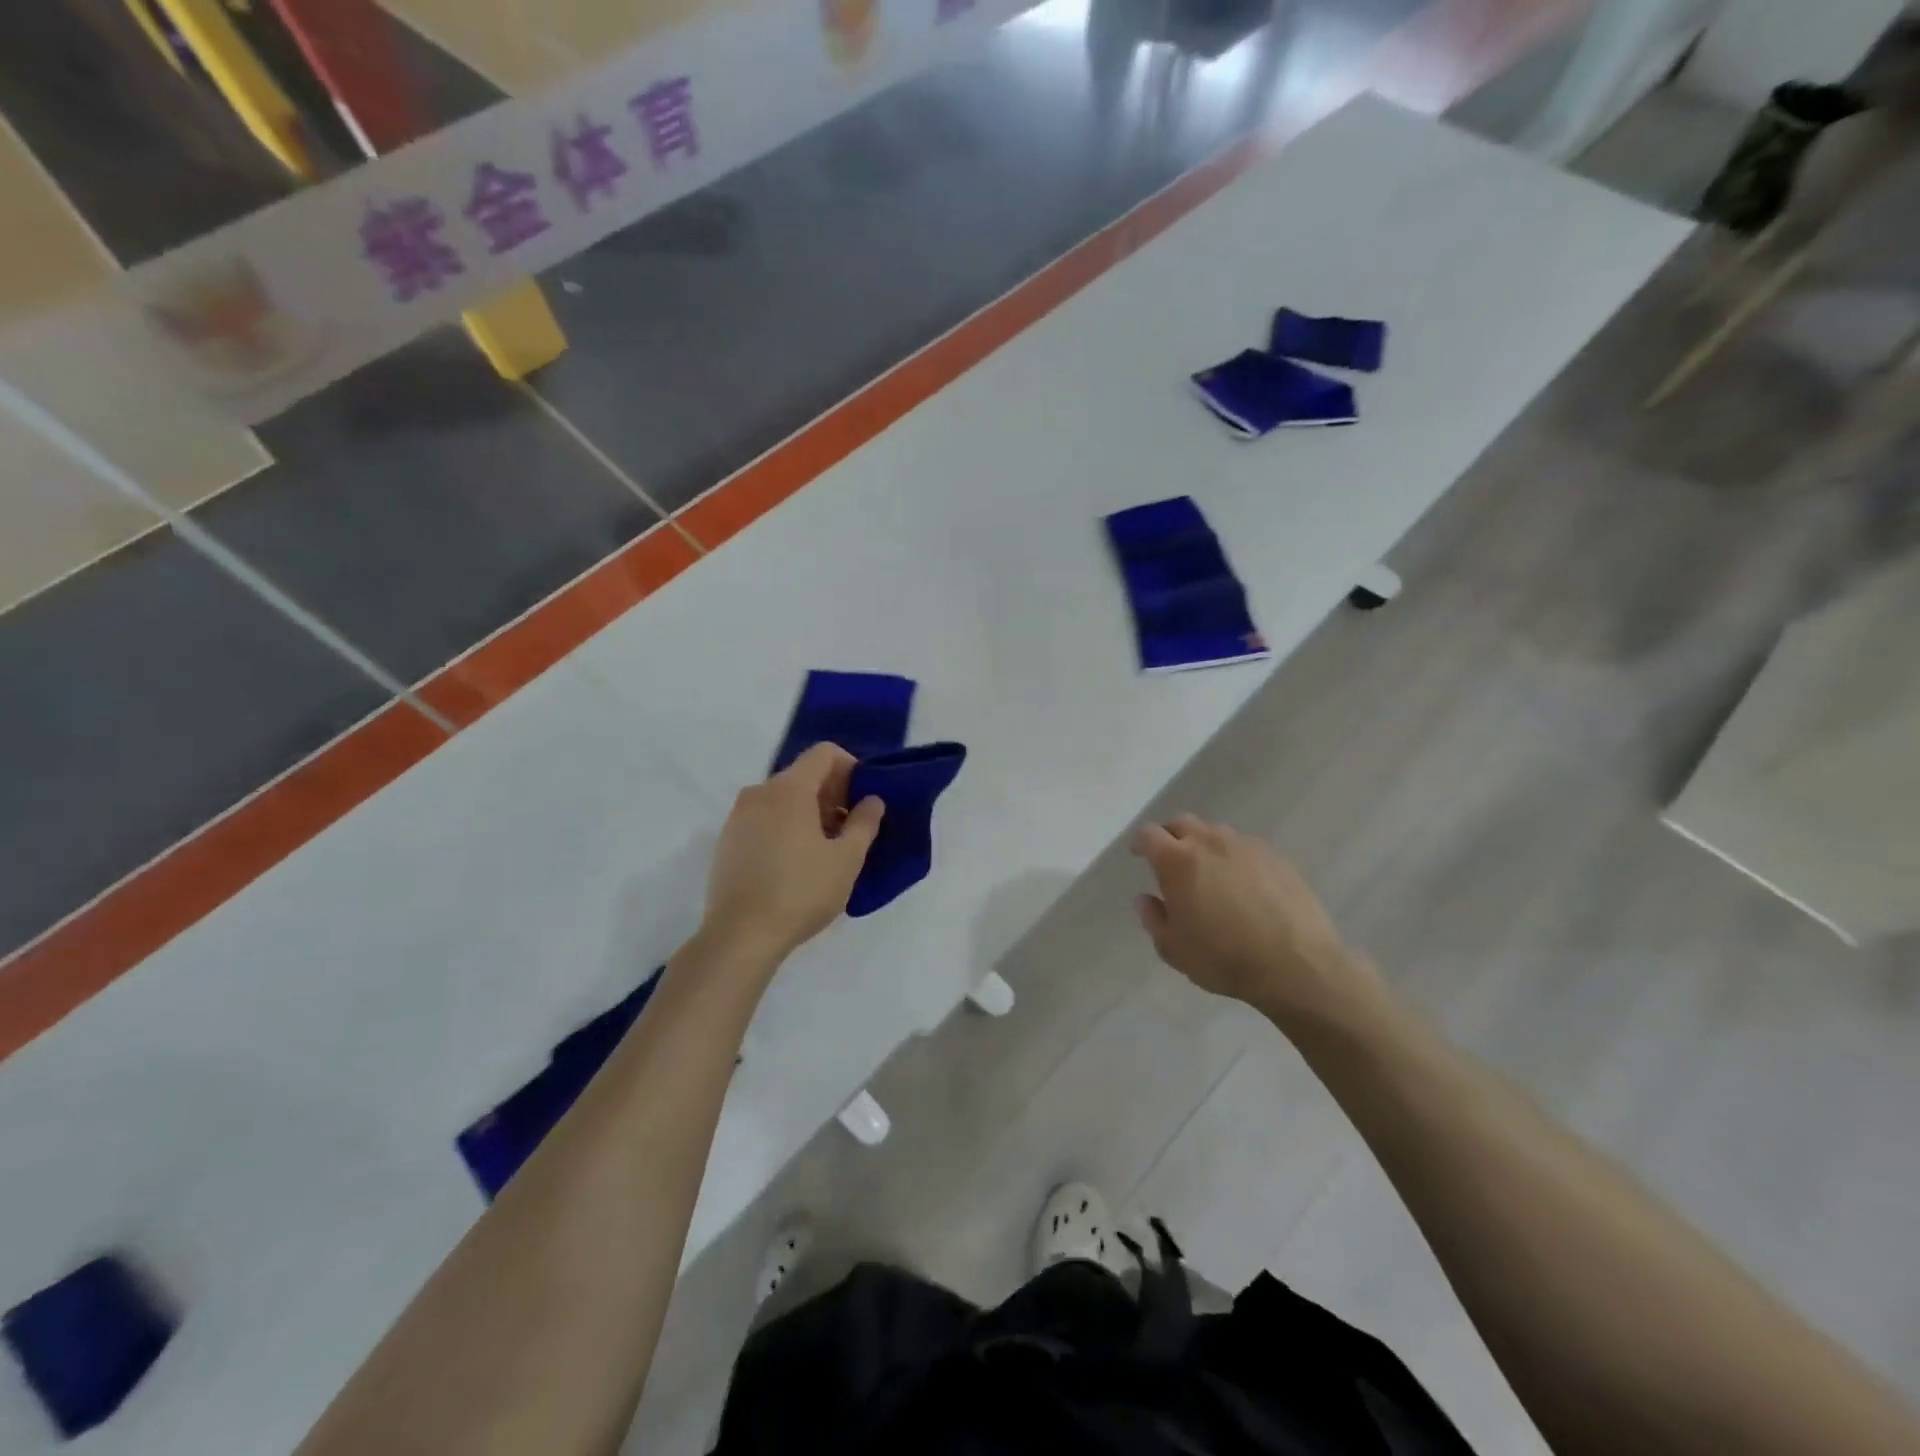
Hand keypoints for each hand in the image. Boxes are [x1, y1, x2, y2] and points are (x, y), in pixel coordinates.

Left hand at [700, 743, 884, 965]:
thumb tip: (872, 800)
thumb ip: (865, 823)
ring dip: (811, 812)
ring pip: (783, 799)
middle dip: (833, 794)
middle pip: (804, 775)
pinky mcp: (728, 841)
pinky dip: (787, 827)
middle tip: (852, 829)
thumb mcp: (846, 859)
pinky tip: (798, 863)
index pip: (824, 753)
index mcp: (789, 789)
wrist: (739, 936)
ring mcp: (738, 817)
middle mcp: (759, 793)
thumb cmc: (800, 892)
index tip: (864, 799)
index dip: (851, 768)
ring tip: (827, 850)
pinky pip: (765, 819)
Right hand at [1132, 814, 1381, 1033]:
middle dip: (1171, 836)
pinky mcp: (1276, 857)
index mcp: (1178, 861)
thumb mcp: (1174, 949)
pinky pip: (1245, 847)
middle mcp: (1210, 842)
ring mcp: (1246, 846)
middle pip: (1182, 823)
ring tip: (1208, 871)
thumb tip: (1146, 898)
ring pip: (1216, 832)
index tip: (1138, 855)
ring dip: (1204, 844)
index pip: (1149, 835)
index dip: (1140, 843)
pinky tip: (1242, 884)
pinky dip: (1234, 857)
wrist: (1297, 965)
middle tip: (1170, 860)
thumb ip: (1153, 919)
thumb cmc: (1224, 959)